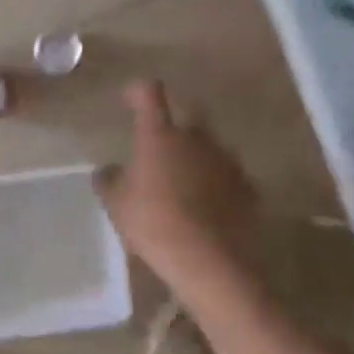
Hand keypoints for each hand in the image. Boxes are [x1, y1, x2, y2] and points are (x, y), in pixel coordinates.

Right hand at [96, 80, 258, 279]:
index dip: (138, 92)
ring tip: (183, 185)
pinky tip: (205, 207)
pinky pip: (226, 177)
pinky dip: (215, 184)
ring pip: (209, 148)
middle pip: (187, 118)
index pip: (150, 94)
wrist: (211, 261)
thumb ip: (109, 181)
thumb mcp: (117, 206)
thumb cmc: (154, 224)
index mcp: (160, 135)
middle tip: (159, 151)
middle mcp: (196, 138)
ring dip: (195, 159)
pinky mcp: (247, 186)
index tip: (130, 98)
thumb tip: (107, 170)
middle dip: (174, 129)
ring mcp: (226, 161)